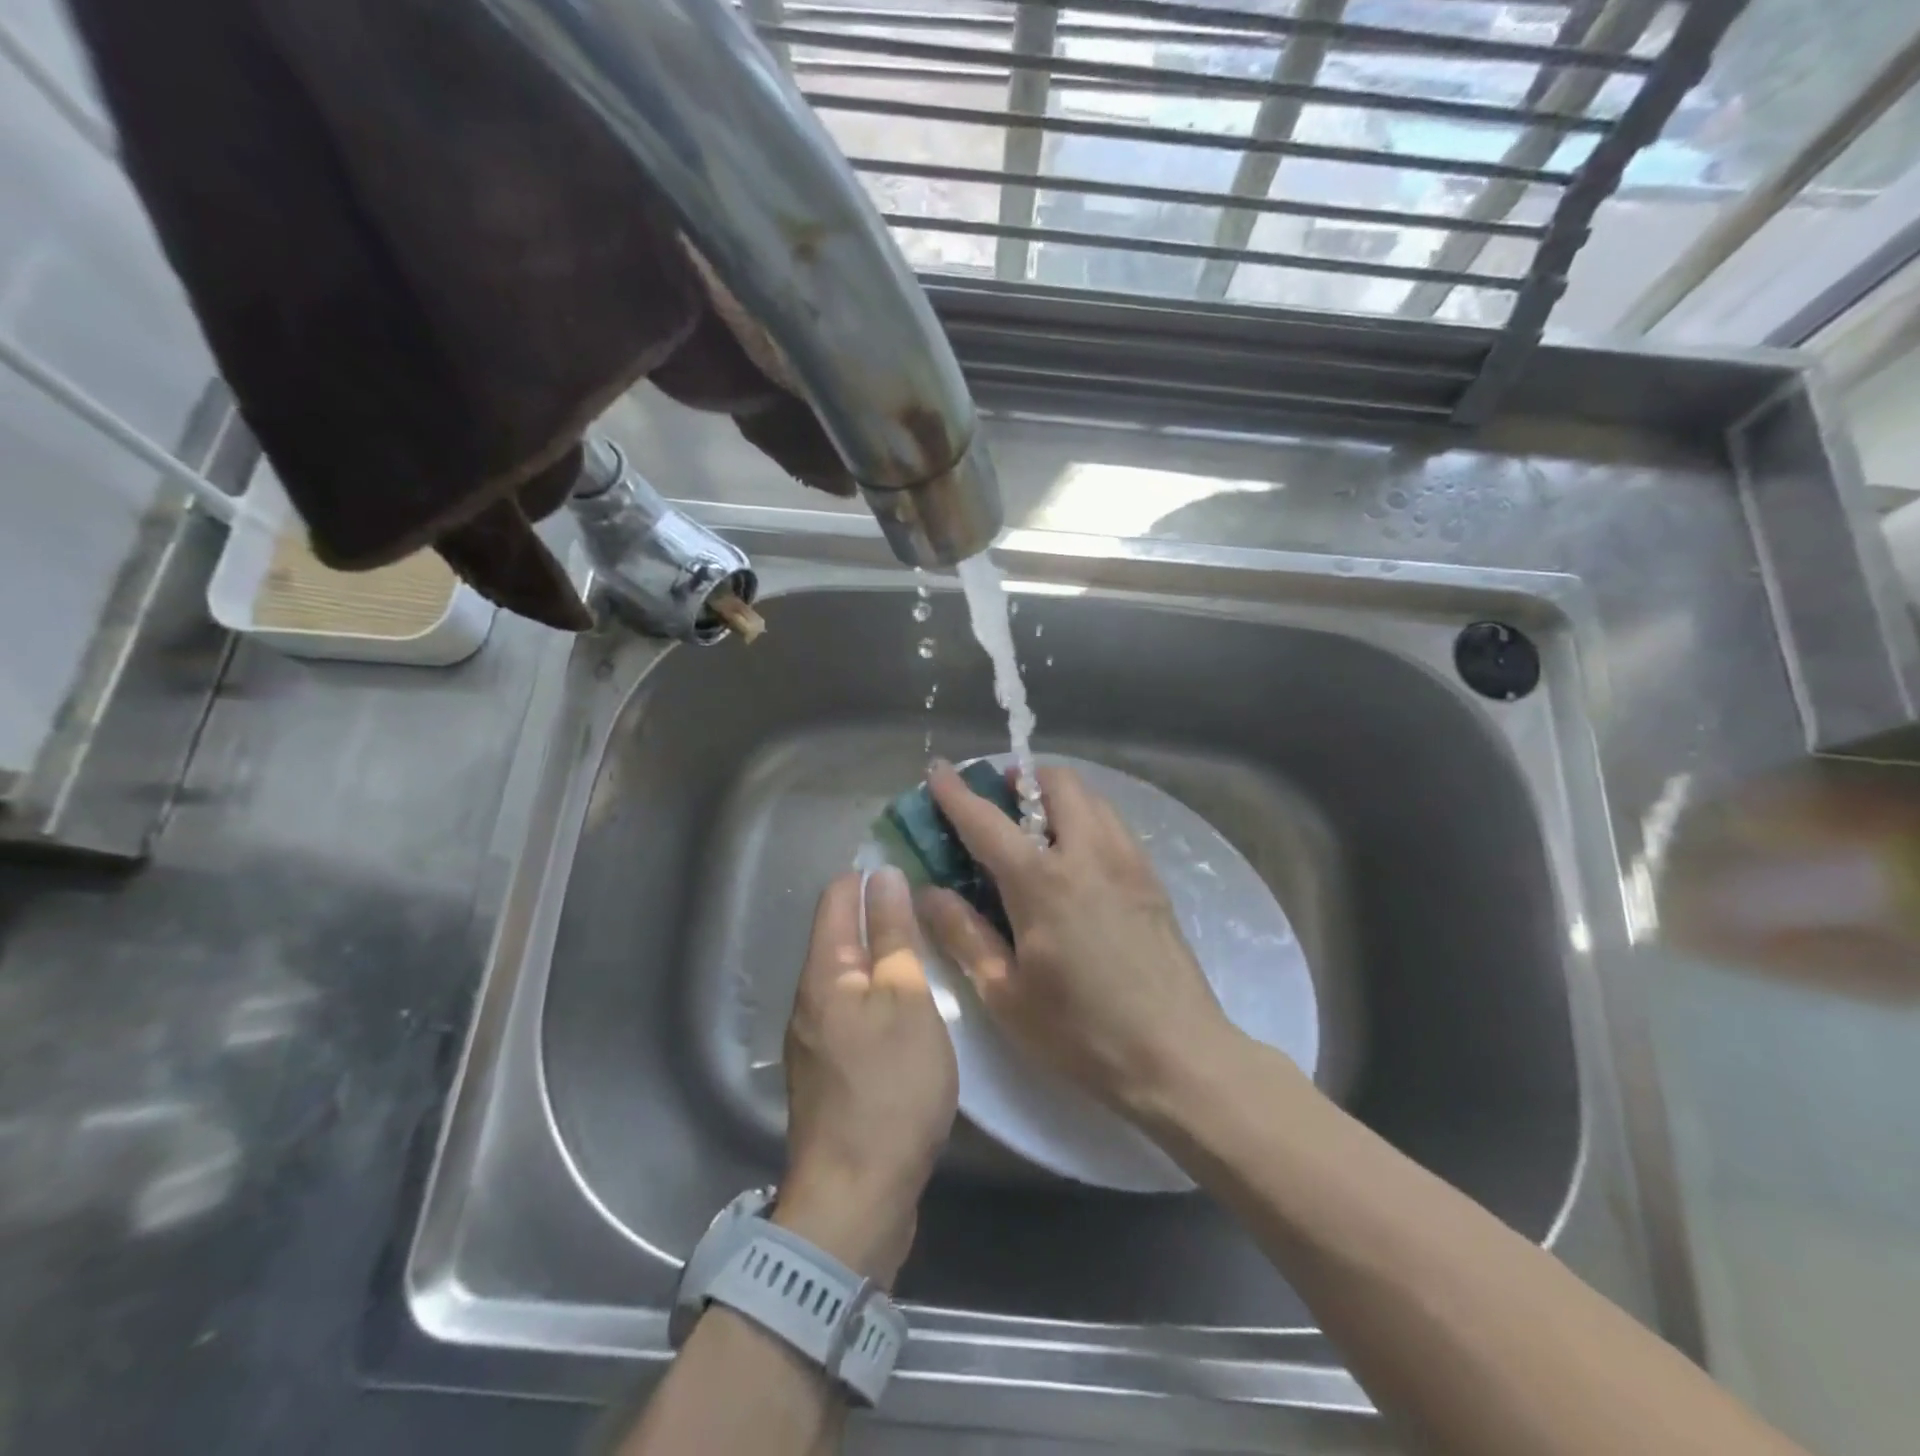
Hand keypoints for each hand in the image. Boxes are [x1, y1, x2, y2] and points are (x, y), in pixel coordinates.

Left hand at [780, 868, 956, 1286]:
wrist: (856, 1197)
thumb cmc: (890, 1088)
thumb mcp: (906, 1001)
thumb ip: (893, 937)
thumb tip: (883, 876)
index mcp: (824, 973)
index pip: (837, 897)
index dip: (870, 875)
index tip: (913, 866)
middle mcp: (809, 998)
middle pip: (840, 935)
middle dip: (879, 914)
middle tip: (933, 906)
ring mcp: (816, 1038)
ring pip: (849, 975)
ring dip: (883, 956)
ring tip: (930, 948)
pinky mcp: (830, 1072)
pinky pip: (854, 1011)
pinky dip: (881, 995)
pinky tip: (913, 1006)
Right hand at [920, 761, 1235, 1118]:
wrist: (1178, 1055)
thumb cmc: (1081, 1032)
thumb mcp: (1005, 993)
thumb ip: (963, 934)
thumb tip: (927, 891)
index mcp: (1042, 881)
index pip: (986, 820)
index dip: (955, 792)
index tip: (938, 770)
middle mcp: (1087, 853)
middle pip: (1055, 783)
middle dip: (1021, 779)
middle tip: (999, 803)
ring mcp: (1127, 860)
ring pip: (1091, 797)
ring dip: (1057, 795)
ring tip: (1037, 828)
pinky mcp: (1152, 877)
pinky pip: (1113, 823)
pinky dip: (1087, 818)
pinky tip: (1077, 859)